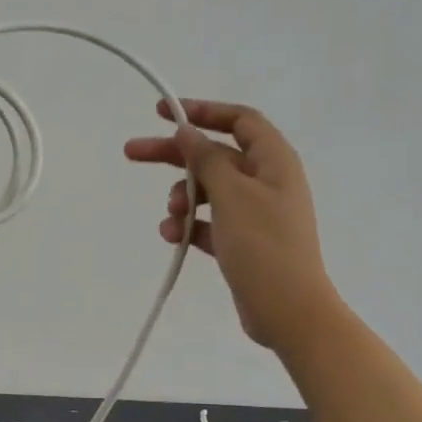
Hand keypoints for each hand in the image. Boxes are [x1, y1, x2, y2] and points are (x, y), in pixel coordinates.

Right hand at [124, 99, 333, 351]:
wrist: (288, 311)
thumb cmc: (263, 245)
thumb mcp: (231, 194)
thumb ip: (206, 159)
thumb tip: (187, 131)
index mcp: (273, 161)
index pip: (239, 120)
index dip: (203, 111)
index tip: (165, 113)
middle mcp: (266, 181)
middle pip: (214, 155)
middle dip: (175, 155)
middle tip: (132, 152)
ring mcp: (254, 213)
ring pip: (207, 190)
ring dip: (182, 197)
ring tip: (171, 216)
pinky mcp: (243, 241)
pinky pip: (208, 222)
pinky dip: (190, 225)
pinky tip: (173, 236)